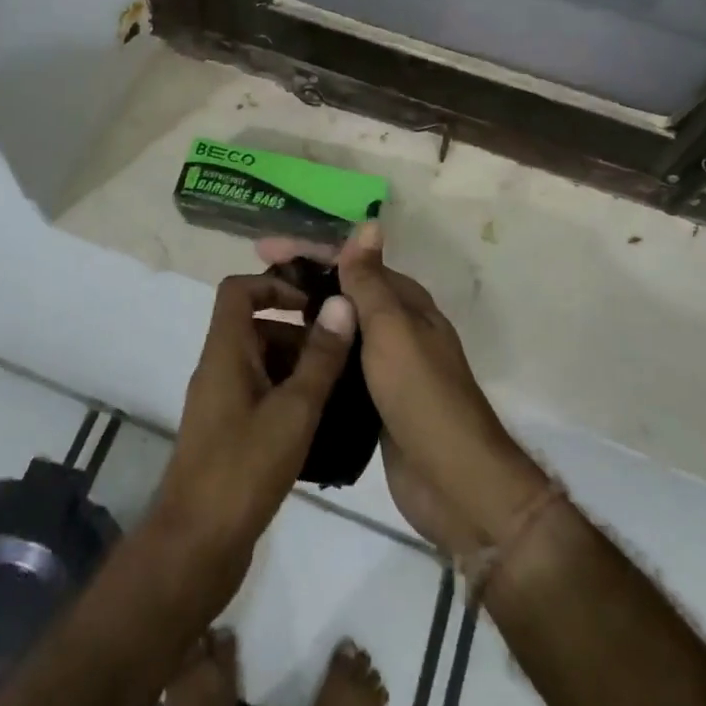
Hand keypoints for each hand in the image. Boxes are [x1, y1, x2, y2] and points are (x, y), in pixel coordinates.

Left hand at [146, 273, 355, 612]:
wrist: (195, 548)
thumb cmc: (244, 469)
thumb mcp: (294, 410)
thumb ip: (320, 357)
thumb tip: (343, 303)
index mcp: (225, 352)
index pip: (238, 290)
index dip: (275, 283)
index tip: (314, 303)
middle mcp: (219, 369)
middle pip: (256, 327)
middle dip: (300, 333)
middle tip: (345, 352)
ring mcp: (222, 404)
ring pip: (262, 363)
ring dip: (299, 367)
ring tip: (343, 387)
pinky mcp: (229, 434)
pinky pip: (262, 396)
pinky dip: (290, 397)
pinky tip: (324, 422)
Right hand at [256, 225, 547, 559]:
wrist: (454, 483)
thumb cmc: (422, 396)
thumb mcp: (393, 330)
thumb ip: (372, 281)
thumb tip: (370, 222)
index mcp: (405, 304)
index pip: (352, 263)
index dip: (309, 252)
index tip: (263, 249)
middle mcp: (397, 329)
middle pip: (343, 296)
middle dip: (300, 287)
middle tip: (251, 288)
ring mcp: (386, 368)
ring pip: (338, 335)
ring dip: (302, 325)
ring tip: (252, 325)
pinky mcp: (374, 404)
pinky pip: (338, 371)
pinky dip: (312, 362)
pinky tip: (278, 368)